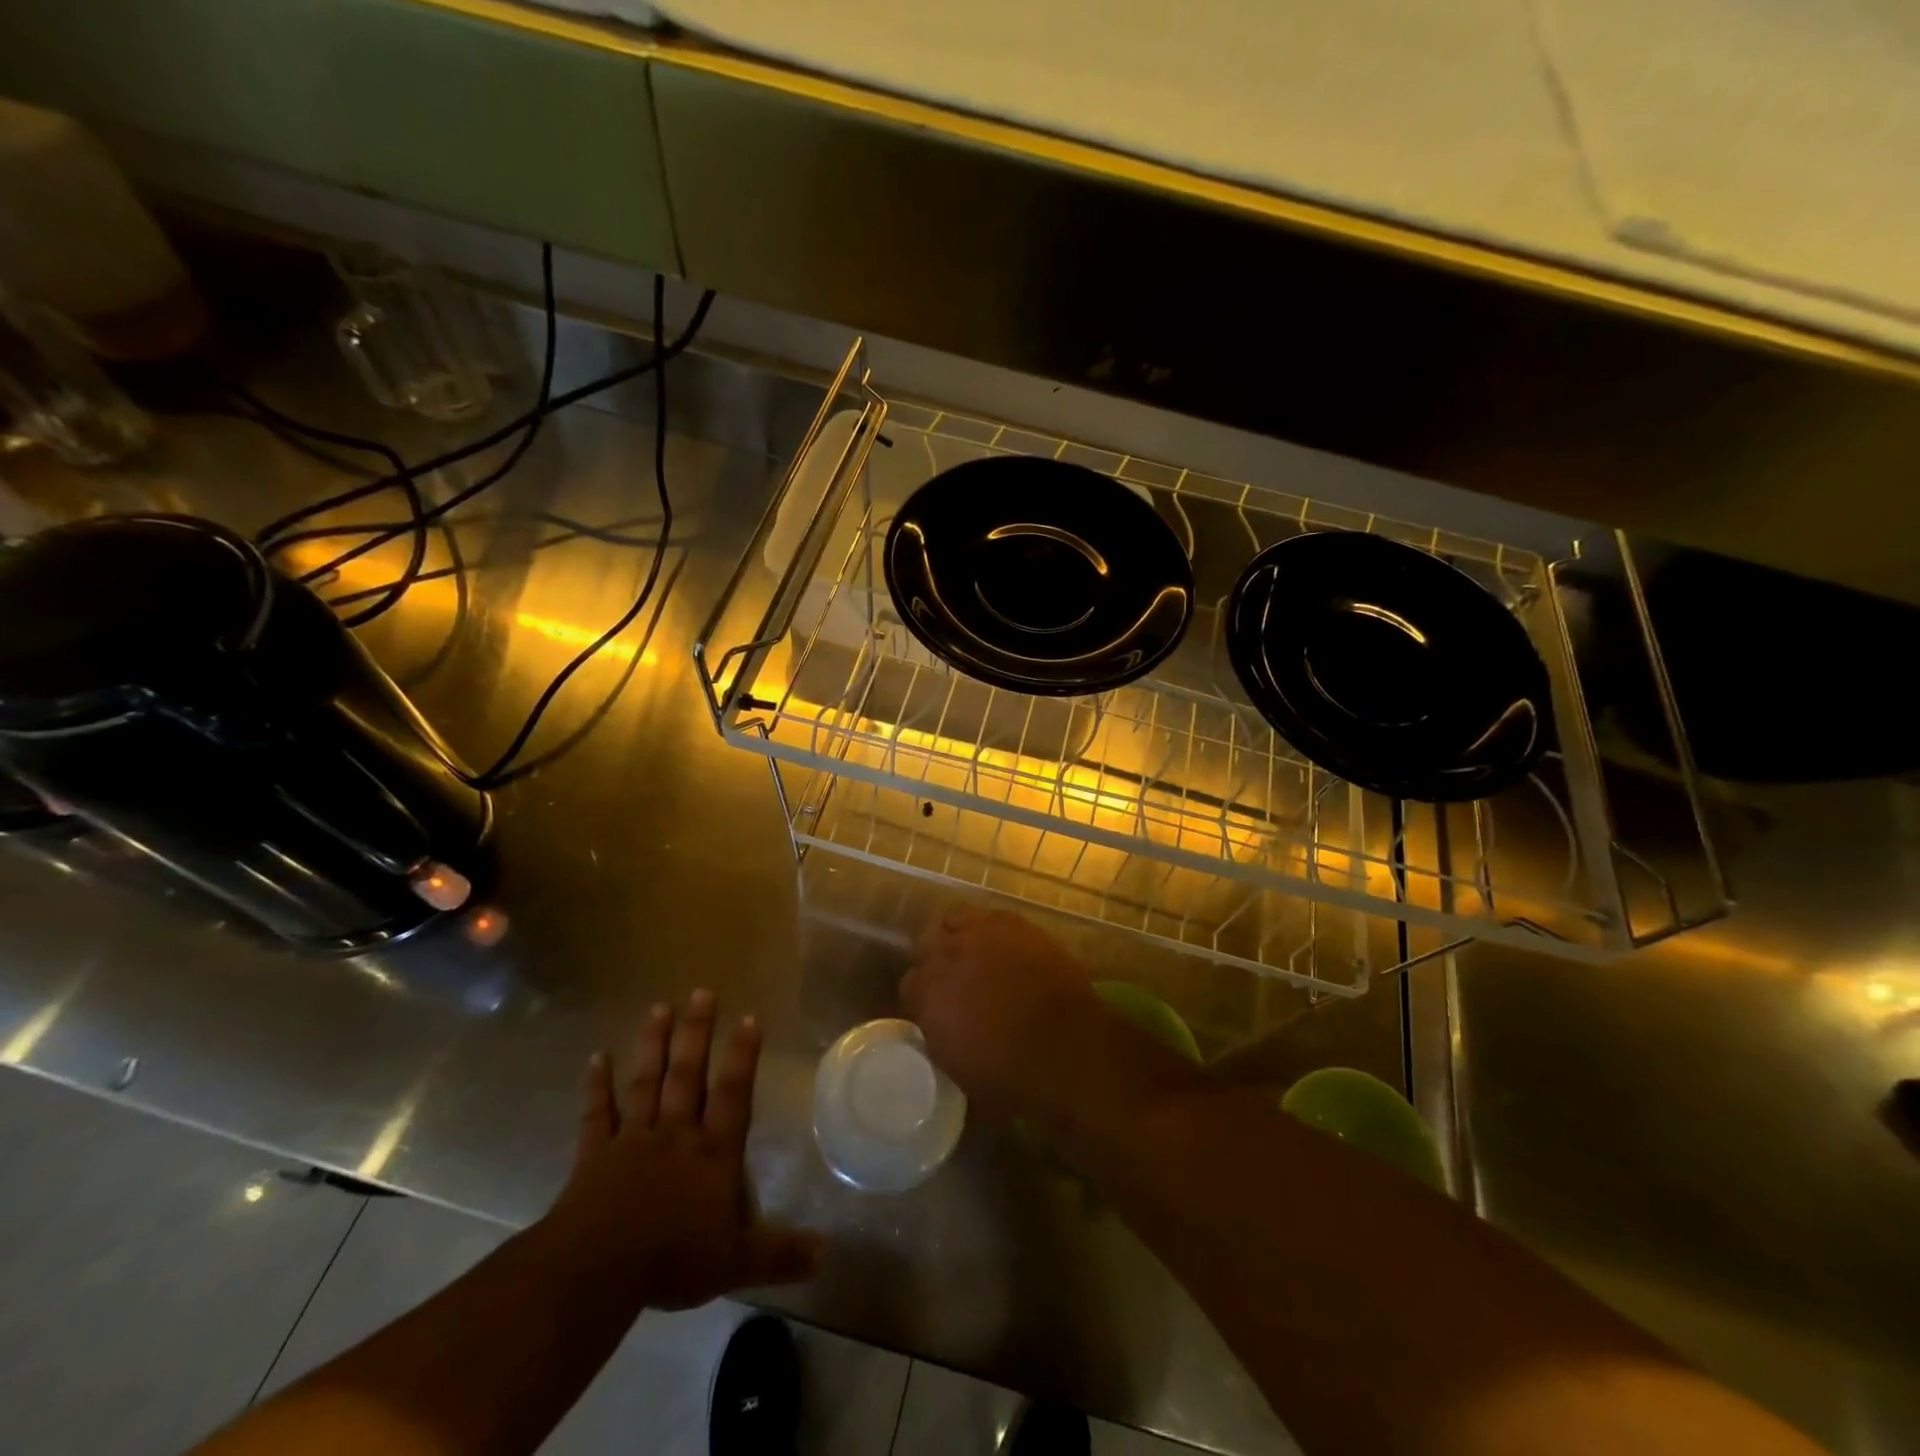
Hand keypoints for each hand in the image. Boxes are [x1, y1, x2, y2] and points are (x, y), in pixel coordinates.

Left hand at [542, 991, 821, 1310]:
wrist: (596, 1272)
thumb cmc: (673, 1259)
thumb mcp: (737, 1262)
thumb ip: (781, 1253)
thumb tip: (828, 1253)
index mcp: (713, 1152)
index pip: (733, 1094)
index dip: (742, 1057)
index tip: (748, 1017)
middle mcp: (676, 1133)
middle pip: (688, 1074)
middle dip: (697, 1032)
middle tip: (702, 991)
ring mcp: (633, 1139)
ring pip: (646, 1082)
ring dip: (653, 1044)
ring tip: (659, 1007)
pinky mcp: (595, 1155)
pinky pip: (598, 1114)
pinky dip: (597, 1086)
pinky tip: (596, 1057)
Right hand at [900, 906, 1096, 1116]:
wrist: (1067, 1047)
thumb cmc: (1011, 1075)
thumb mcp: (958, 1069)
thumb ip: (939, 1037)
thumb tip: (941, 1028)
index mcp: (926, 994)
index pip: (909, 985)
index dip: (923, 997)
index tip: (935, 1010)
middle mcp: (945, 955)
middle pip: (925, 944)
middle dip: (935, 960)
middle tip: (953, 979)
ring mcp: (980, 933)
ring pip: (954, 920)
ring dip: (960, 936)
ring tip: (975, 954)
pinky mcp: (1014, 923)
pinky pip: (991, 918)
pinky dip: (993, 931)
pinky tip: (1006, 948)